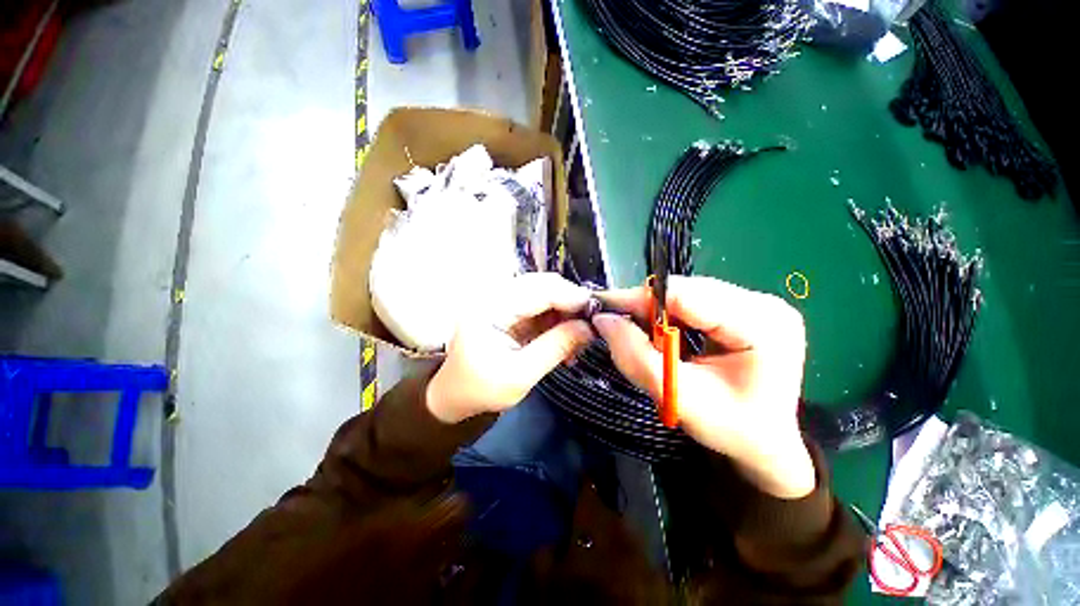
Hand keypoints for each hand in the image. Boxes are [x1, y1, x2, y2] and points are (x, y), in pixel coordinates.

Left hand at [426, 273, 593, 423]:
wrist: (455, 395)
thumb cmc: (481, 389)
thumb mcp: (521, 375)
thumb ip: (556, 347)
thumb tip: (590, 328)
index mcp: (489, 308)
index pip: (538, 290)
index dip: (571, 296)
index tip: (597, 312)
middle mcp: (494, 295)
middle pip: (542, 285)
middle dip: (570, 302)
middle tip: (591, 324)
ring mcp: (500, 300)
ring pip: (543, 292)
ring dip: (565, 310)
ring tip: (579, 335)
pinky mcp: (508, 309)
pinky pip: (539, 305)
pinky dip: (556, 317)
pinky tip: (566, 336)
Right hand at [593, 276, 815, 498]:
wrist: (765, 443)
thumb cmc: (731, 429)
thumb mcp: (677, 396)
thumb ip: (636, 356)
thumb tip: (603, 319)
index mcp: (760, 323)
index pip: (687, 295)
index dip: (639, 299)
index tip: (603, 308)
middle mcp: (762, 303)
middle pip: (685, 291)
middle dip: (645, 307)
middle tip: (615, 323)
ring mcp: (755, 303)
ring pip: (685, 294)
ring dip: (655, 312)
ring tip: (638, 333)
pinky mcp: (743, 309)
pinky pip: (692, 302)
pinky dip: (668, 317)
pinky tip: (661, 335)